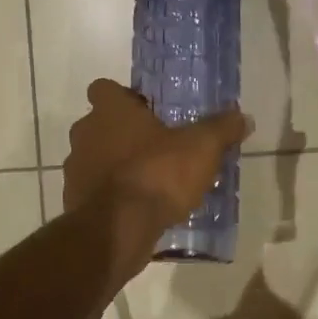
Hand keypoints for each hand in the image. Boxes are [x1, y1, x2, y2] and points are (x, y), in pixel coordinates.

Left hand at [64, 79, 250, 227]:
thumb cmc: (157, 174)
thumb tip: (243, 117)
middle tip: (156, 147)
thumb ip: (221, 129)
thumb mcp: (201, 148)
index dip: (124, 97)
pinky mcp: (75, 202)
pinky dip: (112, 196)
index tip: (147, 111)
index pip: (104, 88)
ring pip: (95, 159)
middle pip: (100, 125)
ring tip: (150, 181)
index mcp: (110, 111)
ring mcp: (75, 170)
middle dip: (123, 134)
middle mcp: (85, 134)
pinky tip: (138, 209)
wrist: (117, 230)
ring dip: (116, 166)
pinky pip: (96, 191)